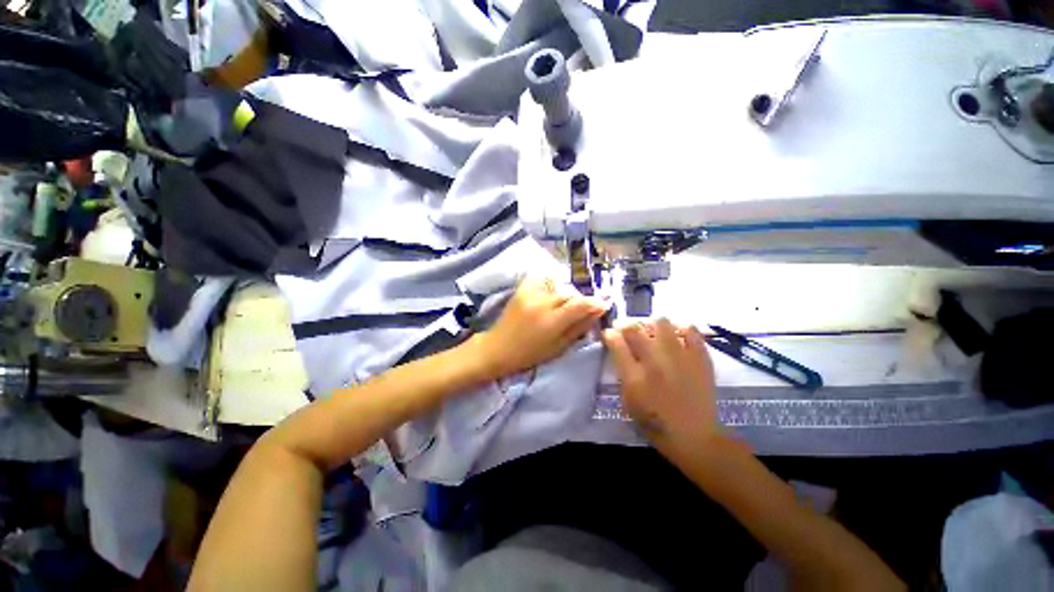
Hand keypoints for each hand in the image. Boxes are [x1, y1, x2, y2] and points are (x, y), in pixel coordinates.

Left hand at [474, 277, 608, 377]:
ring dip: (566, 295)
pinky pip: (541, 280)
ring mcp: (530, 294)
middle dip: (580, 301)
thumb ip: (578, 328)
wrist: (498, 347)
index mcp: (551, 322)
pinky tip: (550, 294)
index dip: (595, 303)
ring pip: (558, 288)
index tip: (603, 305)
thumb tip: (597, 313)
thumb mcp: (558, 347)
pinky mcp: (521, 289)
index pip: (580, 304)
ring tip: (563, 306)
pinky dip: (550, 284)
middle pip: (570, 295)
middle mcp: (542, 303)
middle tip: (582, 310)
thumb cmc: (529, 354)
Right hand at [602, 319, 720, 449]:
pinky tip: (676, 335)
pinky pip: (691, 330)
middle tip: (626, 329)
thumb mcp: (628, 401)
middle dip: (625, 325)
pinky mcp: (700, 358)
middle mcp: (655, 362)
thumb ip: (622, 373)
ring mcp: (679, 357)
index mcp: (634, 376)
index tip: (609, 333)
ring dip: (652, 324)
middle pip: (634, 329)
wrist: (694, 436)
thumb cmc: (655, 423)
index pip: (616, 342)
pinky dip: (681, 328)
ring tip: (652, 331)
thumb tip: (618, 349)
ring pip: (661, 322)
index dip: (609, 334)